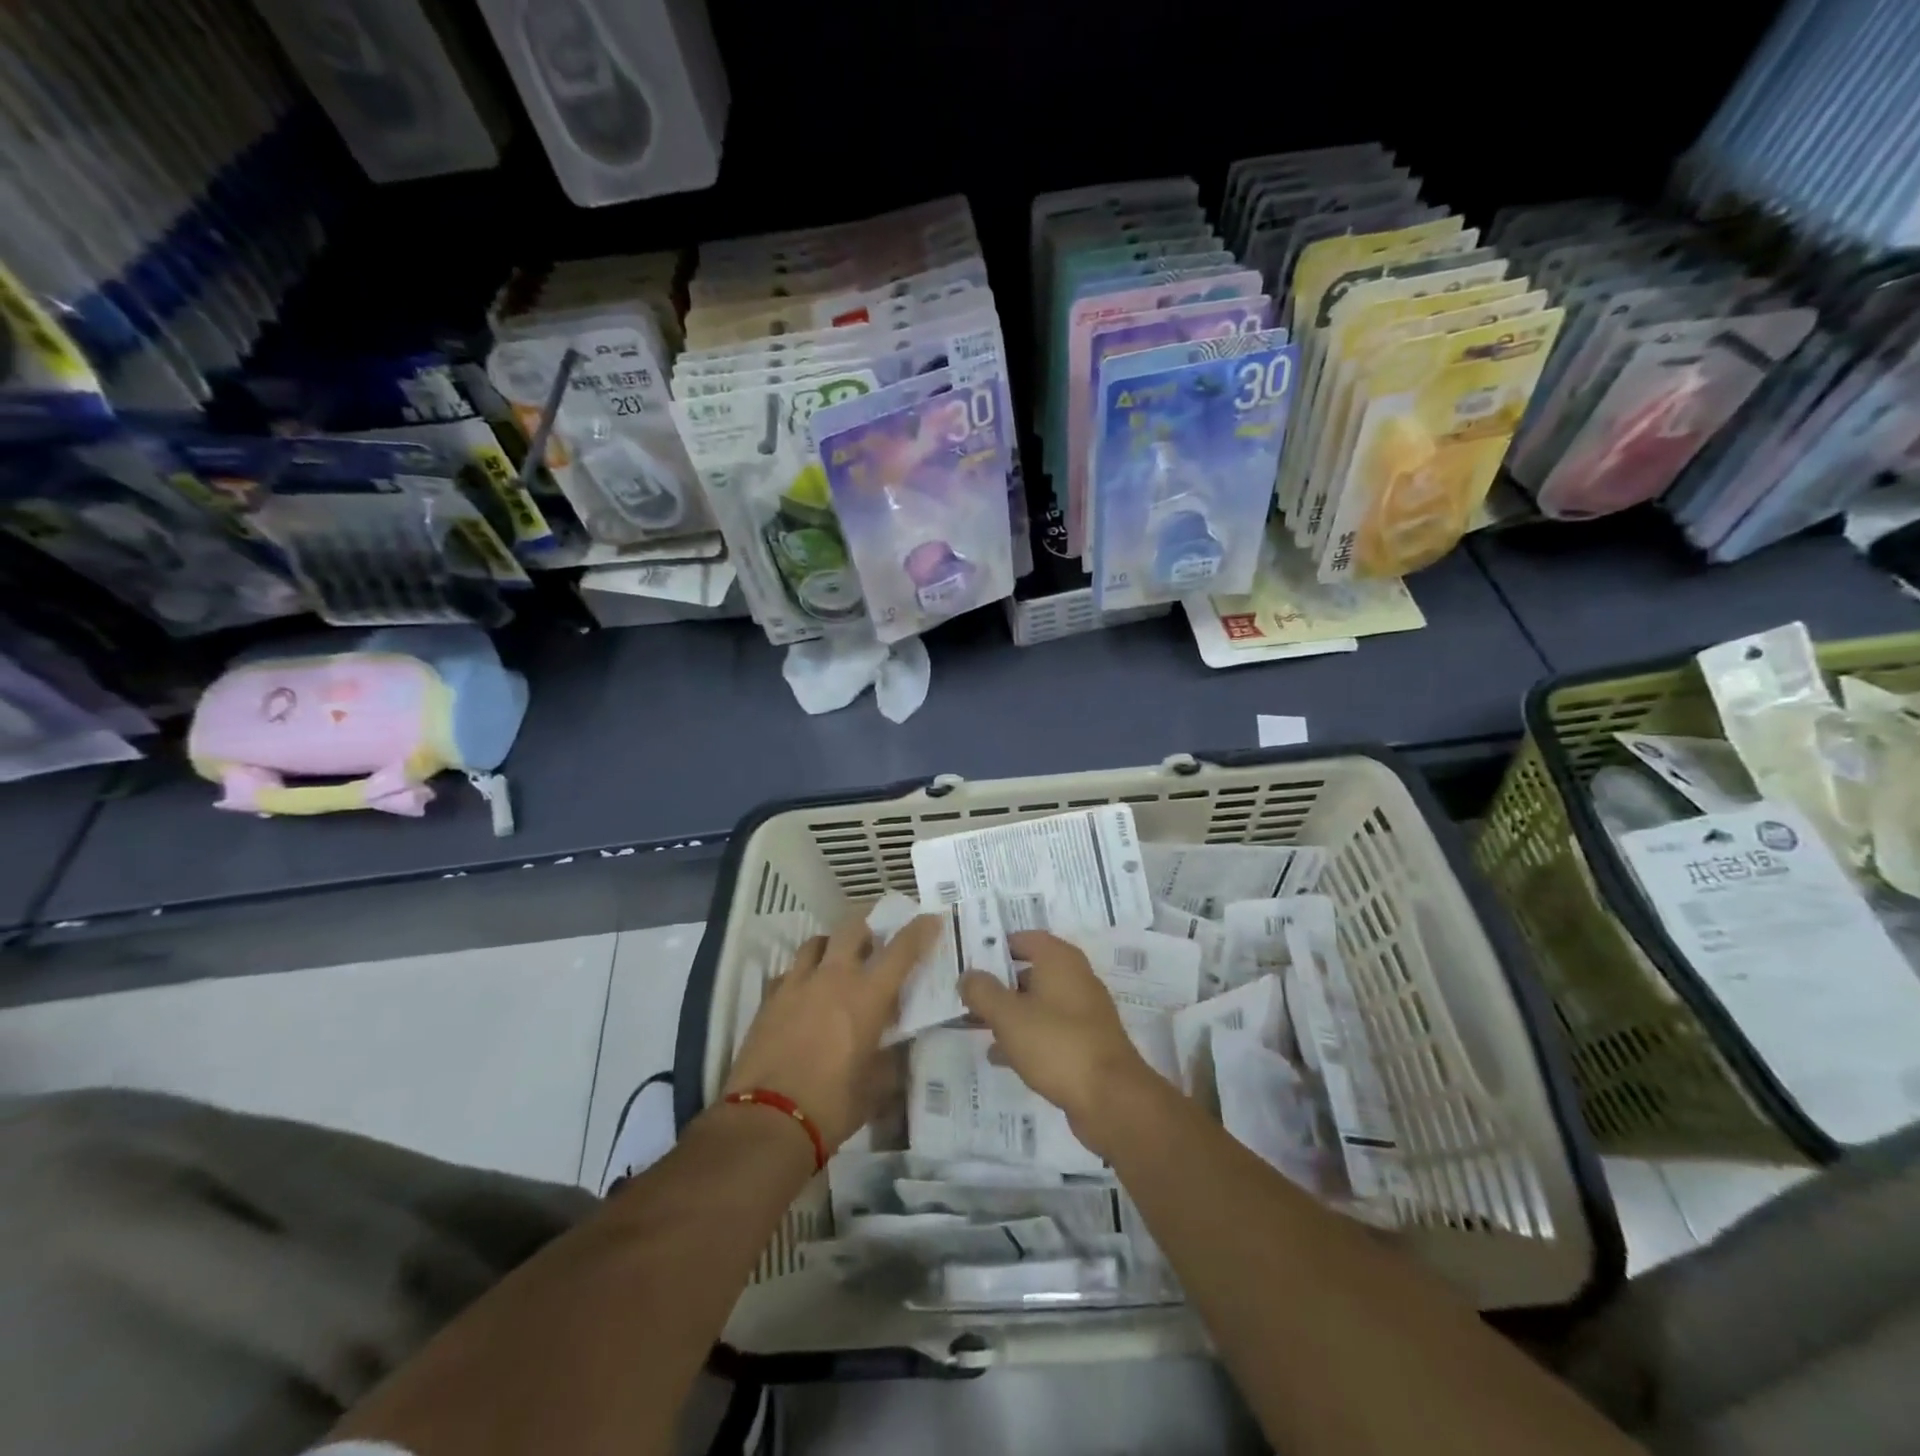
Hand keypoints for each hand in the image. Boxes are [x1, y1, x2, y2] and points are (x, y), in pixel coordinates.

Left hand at [722, 912, 939, 1152]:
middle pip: (852, 928)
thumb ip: (890, 1058)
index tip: (931, 919)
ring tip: (837, 963)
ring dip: (832, 946)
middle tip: (876, 943)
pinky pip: (789, 972)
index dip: (919, 931)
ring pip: (816, 942)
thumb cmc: (832, 1105)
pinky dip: (802, 976)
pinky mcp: (769, 999)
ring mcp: (797, 984)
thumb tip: (896, 1047)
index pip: (901, 950)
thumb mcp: (876, 1087)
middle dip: (868, 928)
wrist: (767, 1120)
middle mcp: (833, 977)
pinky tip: (804, 996)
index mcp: (867, 995)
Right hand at [960, 931, 1162, 1155]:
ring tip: (974, 1026)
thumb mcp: (1009, 1016)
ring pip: (1037, 1003)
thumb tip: (967, 976)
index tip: (969, 961)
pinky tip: (999, 1056)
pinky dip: (1024, 1037)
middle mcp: (1075, 978)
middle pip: (1030, 971)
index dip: (996, 947)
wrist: (1111, 1099)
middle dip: (998, 983)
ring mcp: (1083, 1012)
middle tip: (966, 996)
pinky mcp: (1085, 1043)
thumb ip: (983, 992)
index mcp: (1060, 960)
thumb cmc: (1057, 1044)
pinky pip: (1048, 1030)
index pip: (1025, 939)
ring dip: (1008, 1012)